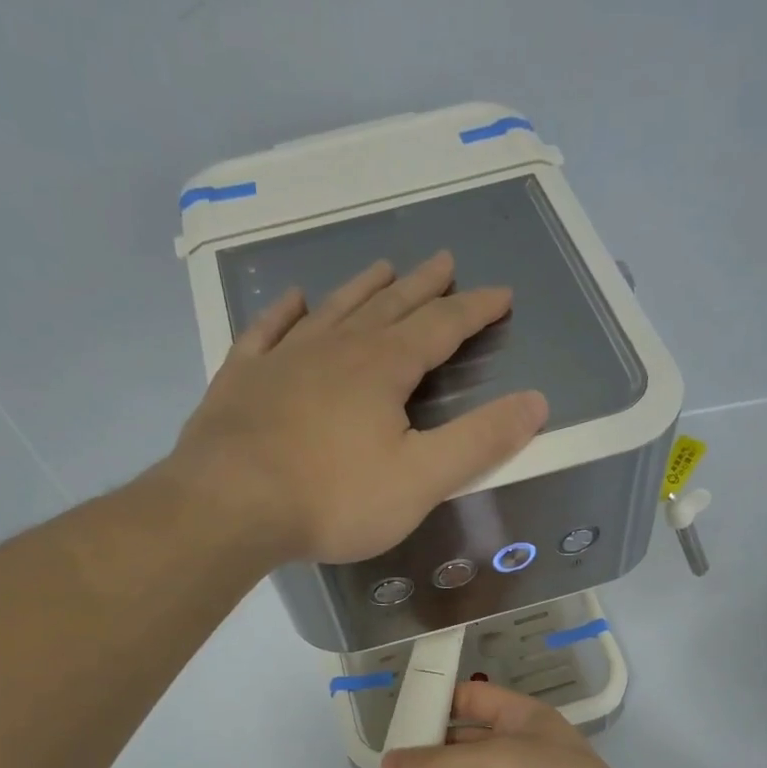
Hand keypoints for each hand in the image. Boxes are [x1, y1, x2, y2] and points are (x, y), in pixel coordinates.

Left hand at [172, 252, 548, 564]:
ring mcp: (283, 359)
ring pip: (332, 311)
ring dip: (362, 288)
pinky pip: (266, 332)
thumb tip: (536, 402)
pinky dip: (283, 313)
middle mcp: (336, 349)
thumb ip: (479, 441)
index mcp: (383, 368)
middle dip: (422, 287)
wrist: (230, 506)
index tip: (500, 293)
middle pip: (389, 307)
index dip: (474, 310)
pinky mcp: (241, 380)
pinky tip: (292, 300)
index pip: (441, 327)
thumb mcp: (421, 478)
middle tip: (444, 261)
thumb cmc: (334, 498)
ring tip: (382, 267)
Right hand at [382, 681, 674, 767]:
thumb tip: (388, 765)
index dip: (438, 701)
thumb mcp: (495, 762)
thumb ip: (438, 764)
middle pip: (458, 748)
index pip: (473, 699)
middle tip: (380, 767)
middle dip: (422, 756)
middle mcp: (514, 755)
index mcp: (520, 721)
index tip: (396, 713)